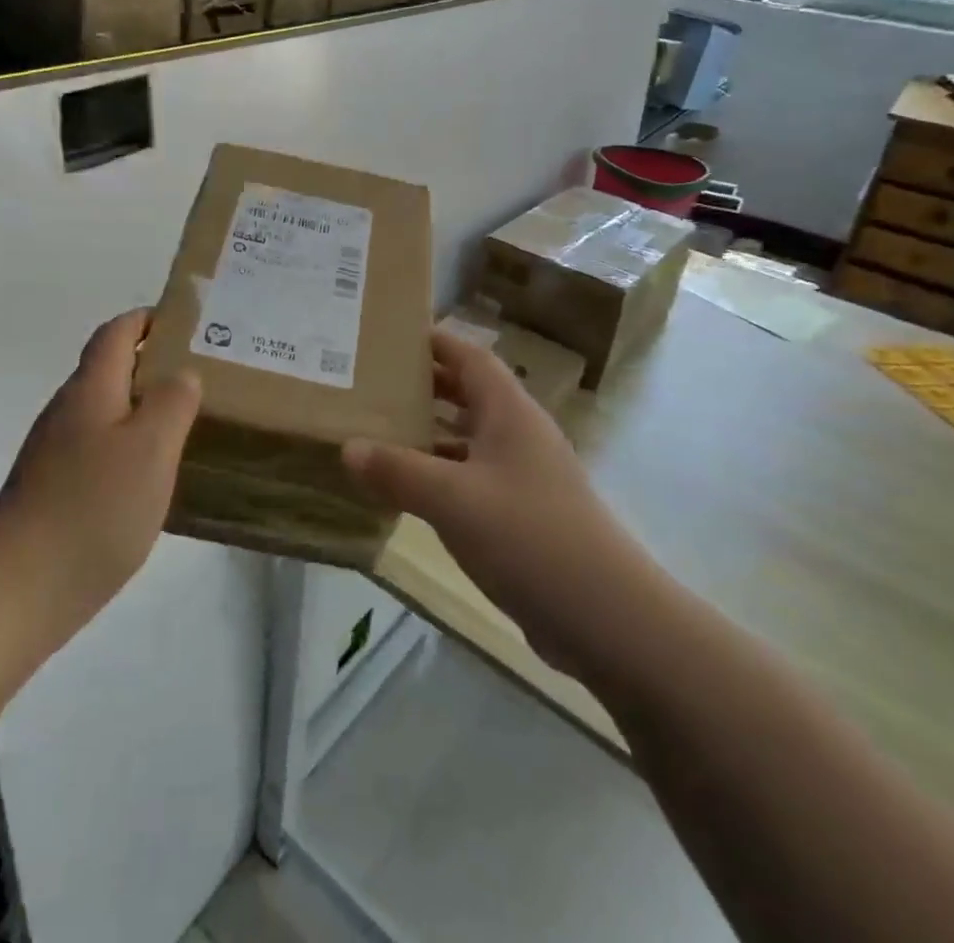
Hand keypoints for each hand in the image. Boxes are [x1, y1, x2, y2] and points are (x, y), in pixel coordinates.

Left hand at [0, 310, 200, 623]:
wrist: (18, 590)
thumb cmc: (94, 508)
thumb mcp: (151, 449)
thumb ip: (172, 402)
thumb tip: (182, 374)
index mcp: (90, 390)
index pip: (116, 333)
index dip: (147, 319)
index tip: (186, 324)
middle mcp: (66, 411)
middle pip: (108, 369)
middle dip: (151, 364)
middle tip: (199, 377)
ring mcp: (53, 452)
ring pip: (104, 411)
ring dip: (140, 407)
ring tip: (183, 424)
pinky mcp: (50, 488)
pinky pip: (96, 448)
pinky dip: (126, 445)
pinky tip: (148, 477)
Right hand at [344, 331, 642, 674]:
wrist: (606, 616)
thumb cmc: (528, 536)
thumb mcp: (452, 499)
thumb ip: (398, 471)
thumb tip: (348, 447)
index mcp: (509, 412)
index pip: (470, 356)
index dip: (435, 342)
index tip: (390, 337)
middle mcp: (519, 434)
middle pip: (469, 393)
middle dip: (425, 385)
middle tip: (373, 383)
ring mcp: (524, 475)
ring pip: (469, 438)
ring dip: (430, 432)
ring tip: (379, 430)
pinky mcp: (524, 514)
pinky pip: (473, 478)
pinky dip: (441, 475)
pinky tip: (409, 490)